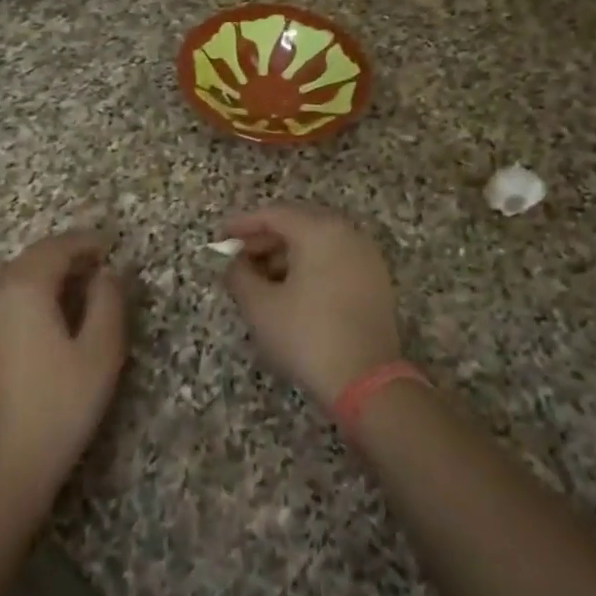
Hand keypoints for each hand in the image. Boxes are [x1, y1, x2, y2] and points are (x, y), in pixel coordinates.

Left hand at [0, 230, 128, 507]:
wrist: (7, 464)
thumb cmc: (62, 404)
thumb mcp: (101, 352)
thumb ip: (108, 301)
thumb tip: (105, 273)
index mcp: (24, 289)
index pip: (56, 247)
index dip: (85, 241)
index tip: (110, 244)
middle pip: (30, 259)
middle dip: (64, 255)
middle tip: (96, 265)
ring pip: (11, 280)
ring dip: (42, 274)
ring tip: (73, 288)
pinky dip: (24, 296)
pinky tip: (43, 320)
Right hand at [221, 202, 401, 406]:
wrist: (366, 381)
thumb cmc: (306, 336)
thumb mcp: (260, 306)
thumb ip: (239, 275)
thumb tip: (234, 263)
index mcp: (320, 231)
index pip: (274, 214)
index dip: (242, 224)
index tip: (220, 237)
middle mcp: (348, 234)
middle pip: (299, 224)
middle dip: (264, 239)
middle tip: (238, 257)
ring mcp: (367, 258)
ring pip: (318, 243)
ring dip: (286, 254)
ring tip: (259, 278)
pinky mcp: (375, 282)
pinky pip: (335, 260)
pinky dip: (310, 266)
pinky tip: (290, 291)